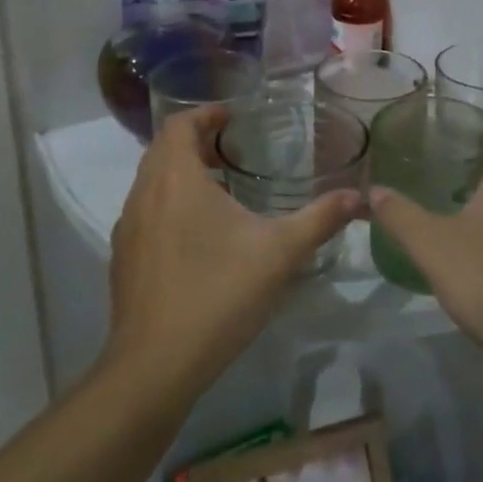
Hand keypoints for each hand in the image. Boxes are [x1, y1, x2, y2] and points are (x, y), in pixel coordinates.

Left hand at [104, 108, 358, 405]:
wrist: (154, 367)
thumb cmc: (218, 295)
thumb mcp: (280, 253)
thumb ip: (320, 219)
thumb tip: (358, 196)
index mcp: (176, 179)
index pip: (179, 124)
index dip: (205, 114)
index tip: (233, 118)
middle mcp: (144, 194)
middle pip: (163, 149)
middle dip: (196, 142)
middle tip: (232, 149)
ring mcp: (129, 228)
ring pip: (151, 182)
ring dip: (181, 174)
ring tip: (221, 189)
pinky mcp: (123, 259)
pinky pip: (146, 212)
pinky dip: (169, 204)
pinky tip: (198, 236)